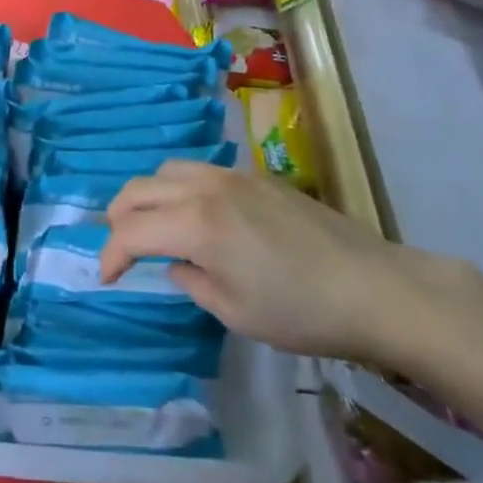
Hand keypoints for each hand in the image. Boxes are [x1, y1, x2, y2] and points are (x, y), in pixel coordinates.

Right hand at [100, 160, 449, 361]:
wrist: (374, 287)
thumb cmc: (302, 312)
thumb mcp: (235, 313)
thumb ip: (191, 283)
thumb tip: (174, 265)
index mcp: (196, 225)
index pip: (130, 231)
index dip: (110, 255)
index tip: (108, 278)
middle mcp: (205, 188)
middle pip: (139, 189)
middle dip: (118, 218)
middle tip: (120, 249)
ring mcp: (232, 176)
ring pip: (167, 169)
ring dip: (148, 195)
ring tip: (153, 225)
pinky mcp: (256, 176)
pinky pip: (199, 170)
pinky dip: (179, 187)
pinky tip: (196, 214)